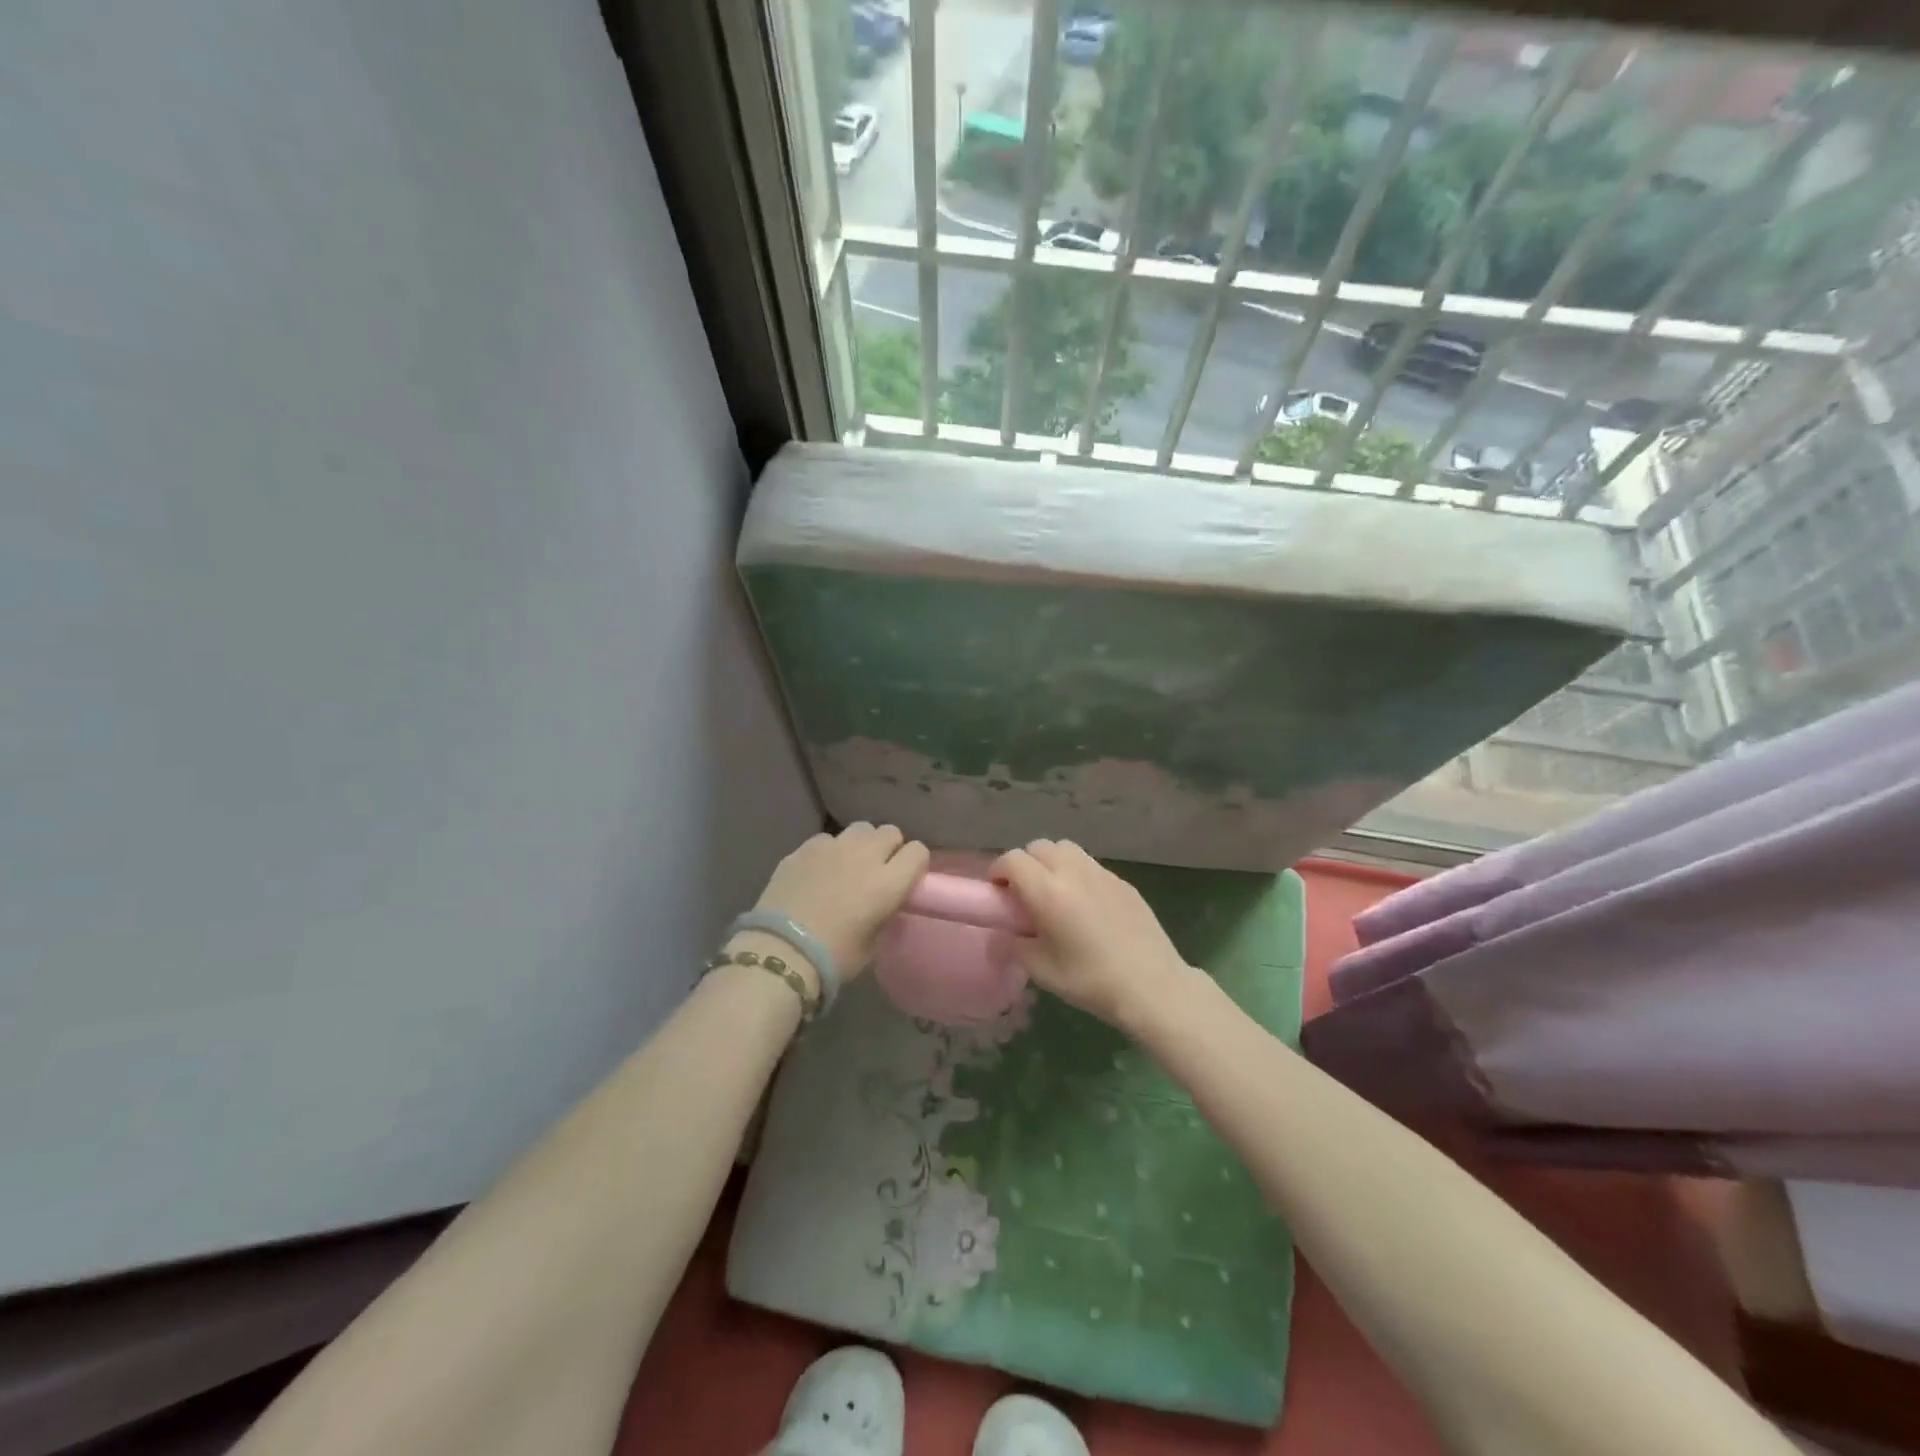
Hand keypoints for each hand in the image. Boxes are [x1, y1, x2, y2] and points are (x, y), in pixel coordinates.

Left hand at [751, 823, 929, 981]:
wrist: (781, 953)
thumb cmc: (834, 957)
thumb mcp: (874, 943)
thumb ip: (885, 913)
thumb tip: (885, 902)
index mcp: (888, 882)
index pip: (918, 852)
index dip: (914, 864)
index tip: (906, 879)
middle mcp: (865, 855)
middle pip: (890, 832)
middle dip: (889, 848)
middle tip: (878, 871)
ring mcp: (832, 847)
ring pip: (860, 829)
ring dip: (861, 844)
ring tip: (848, 865)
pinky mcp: (804, 848)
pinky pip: (827, 839)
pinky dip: (829, 851)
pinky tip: (818, 872)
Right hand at [989, 839, 1190, 1029]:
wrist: (1152, 986)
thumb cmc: (1091, 980)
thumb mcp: (1042, 970)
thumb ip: (1015, 945)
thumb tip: (1005, 934)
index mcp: (1048, 891)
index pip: (1012, 860)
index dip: (998, 872)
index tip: (997, 894)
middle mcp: (1073, 872)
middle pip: (1039, 847)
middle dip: (1025, 864)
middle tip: (1024, 895)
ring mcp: (1101, 873)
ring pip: (1066, 849)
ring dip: (1051, 863)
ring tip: (1054, 894)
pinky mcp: (1123, 881)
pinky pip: (1090, 865)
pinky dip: (1077, 874)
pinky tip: (1084, 905)